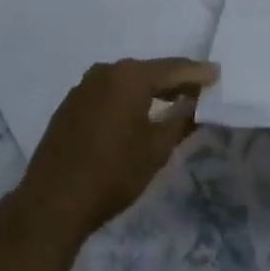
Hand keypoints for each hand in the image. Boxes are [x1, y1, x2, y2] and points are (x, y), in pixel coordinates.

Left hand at [6, 57, 216, 254]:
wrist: (51, 202)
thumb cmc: (112, 174)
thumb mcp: (155, 150)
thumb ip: (181, 121)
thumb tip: (196, 102)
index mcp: (130, 76)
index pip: (173, 68)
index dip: (197, 72)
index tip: (218, 75)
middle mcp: (107, 71)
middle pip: (150, 71)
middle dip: (175, 80)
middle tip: (199, 90)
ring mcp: (85, 86)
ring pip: (128, 81)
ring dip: (151, 90)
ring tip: (173, 102)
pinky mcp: (71, 104)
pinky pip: (109, 92)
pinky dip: (128, 98)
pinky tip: (137, 114)